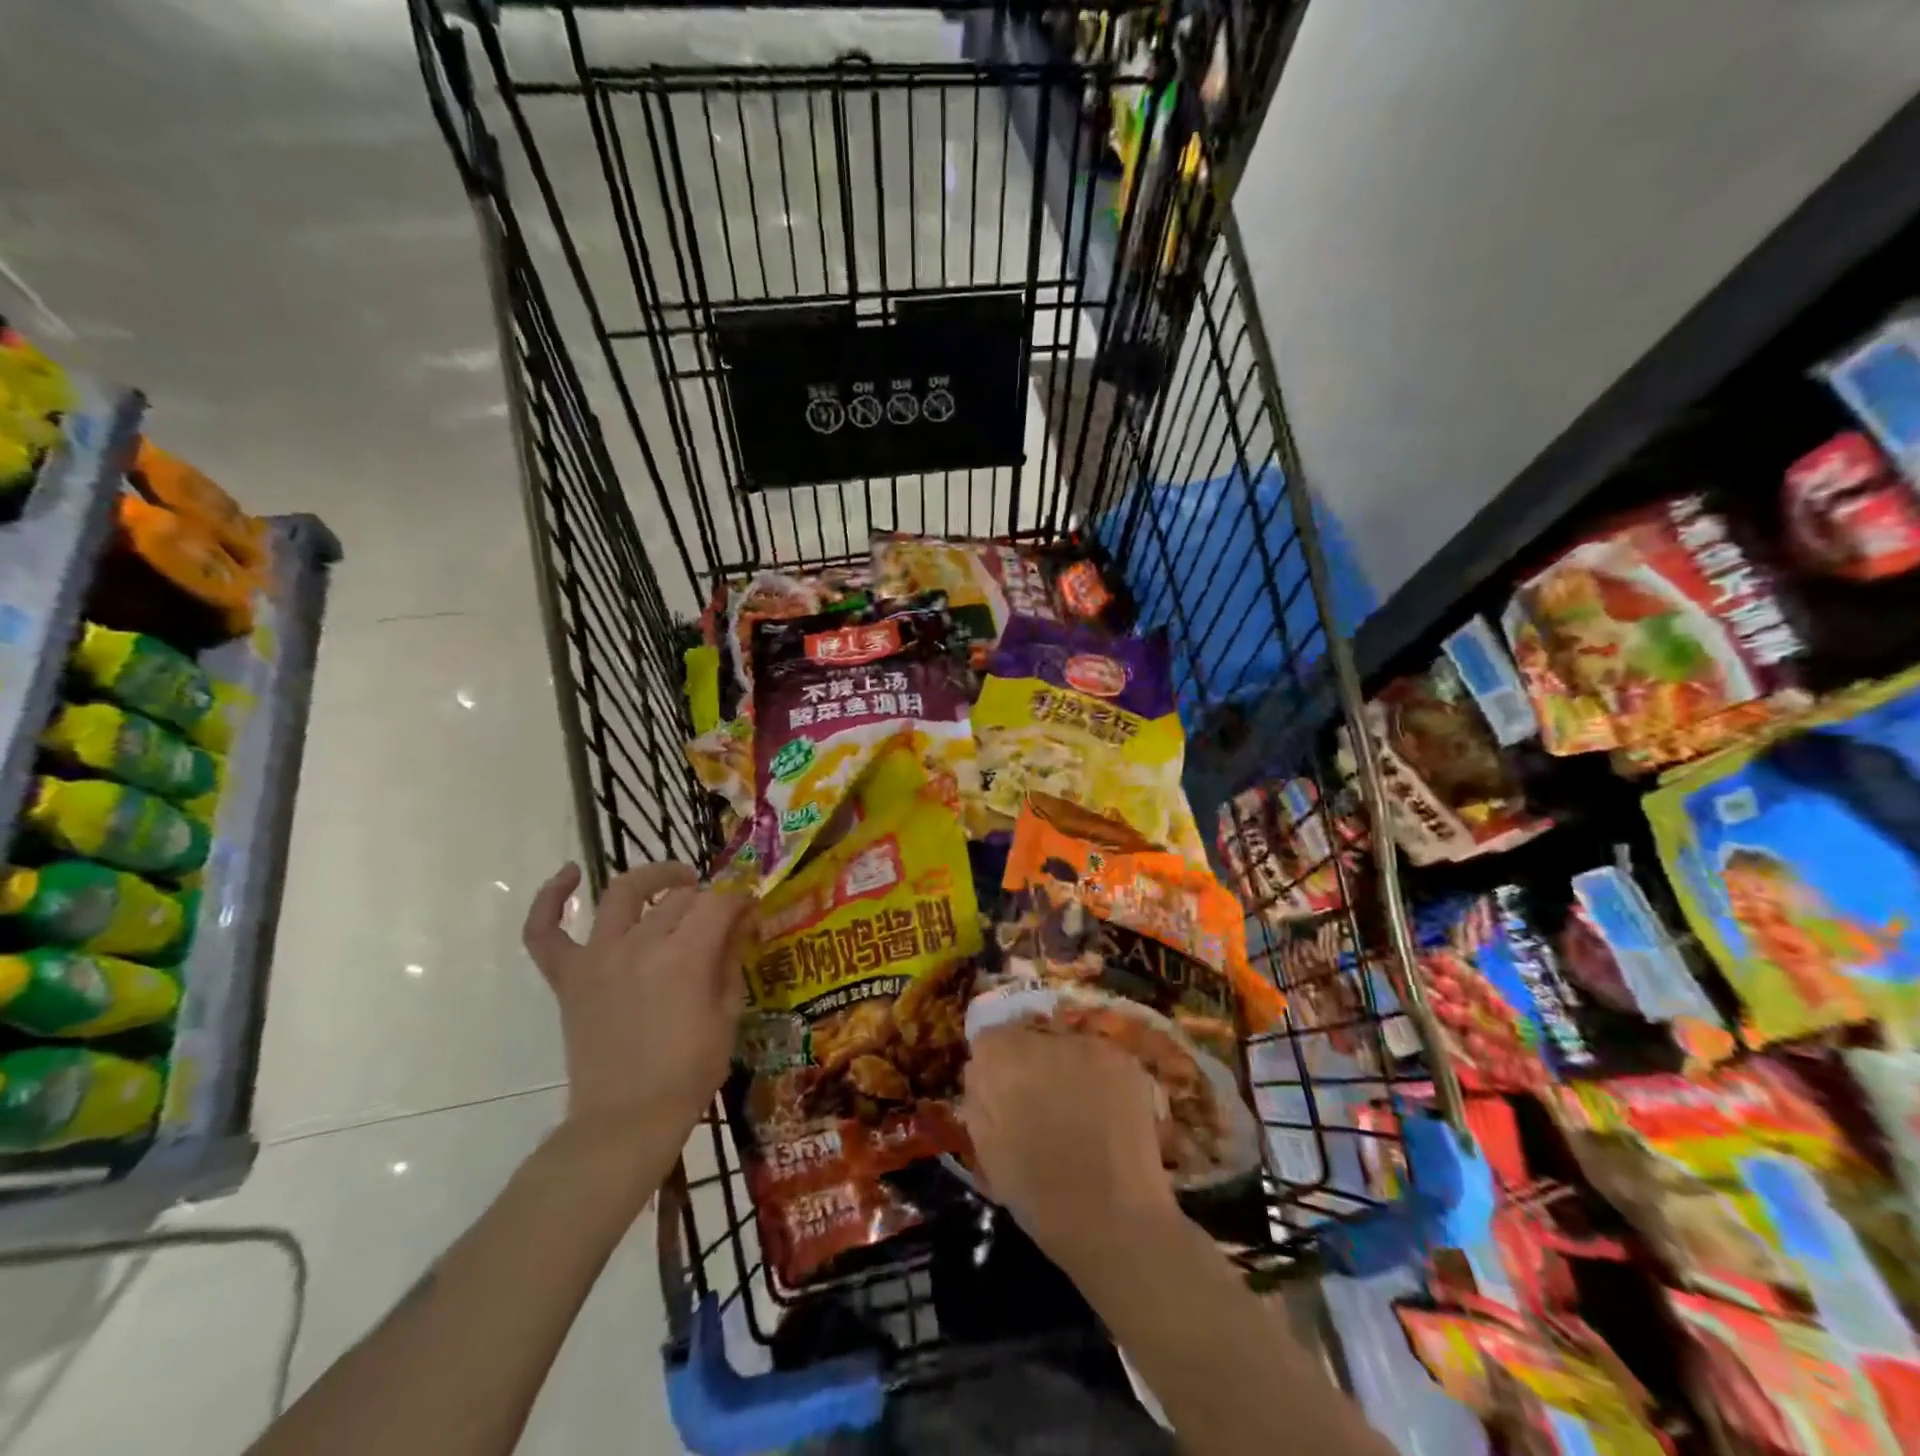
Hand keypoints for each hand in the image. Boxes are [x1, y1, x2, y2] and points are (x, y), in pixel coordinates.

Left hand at [523, 862, 749, 1144]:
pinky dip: (550, 899)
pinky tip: (568, 874)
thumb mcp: (728, 1015)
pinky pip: (546, 931)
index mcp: (684, 958)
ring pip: (622, 894)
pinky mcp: (569, 977)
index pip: (718, 903)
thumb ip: (731, 960)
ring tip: (675, 882)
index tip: (750, 909)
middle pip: (678, 898)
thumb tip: (738, 922)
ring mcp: (597, 958)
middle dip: (706, 900)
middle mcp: (639, 945)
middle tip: (719, 917)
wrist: (625, 1121)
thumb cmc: (688, 1072)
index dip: (739, 900)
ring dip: (652, 879)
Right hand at [962, 1026, 1178, 1272]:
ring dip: (1064, 1066)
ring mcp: (1087, 1046)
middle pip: (1028, 1036)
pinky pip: (1098, 1058)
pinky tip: (1104, 1112)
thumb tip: (982, 1072)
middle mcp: (1043, 1039)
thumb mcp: (986, 1150)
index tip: (1004, 1095)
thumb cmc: (1039, 1196)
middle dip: (1030, 1063)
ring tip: (1076, 1110)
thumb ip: (978, 1099)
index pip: (988, 1040)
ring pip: (1065, 1045)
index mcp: (1001, 1061)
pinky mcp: (1122, 1059)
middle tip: (1041, 1103)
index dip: (995, 1068)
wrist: (1114, 1221)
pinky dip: (1097, 1077)